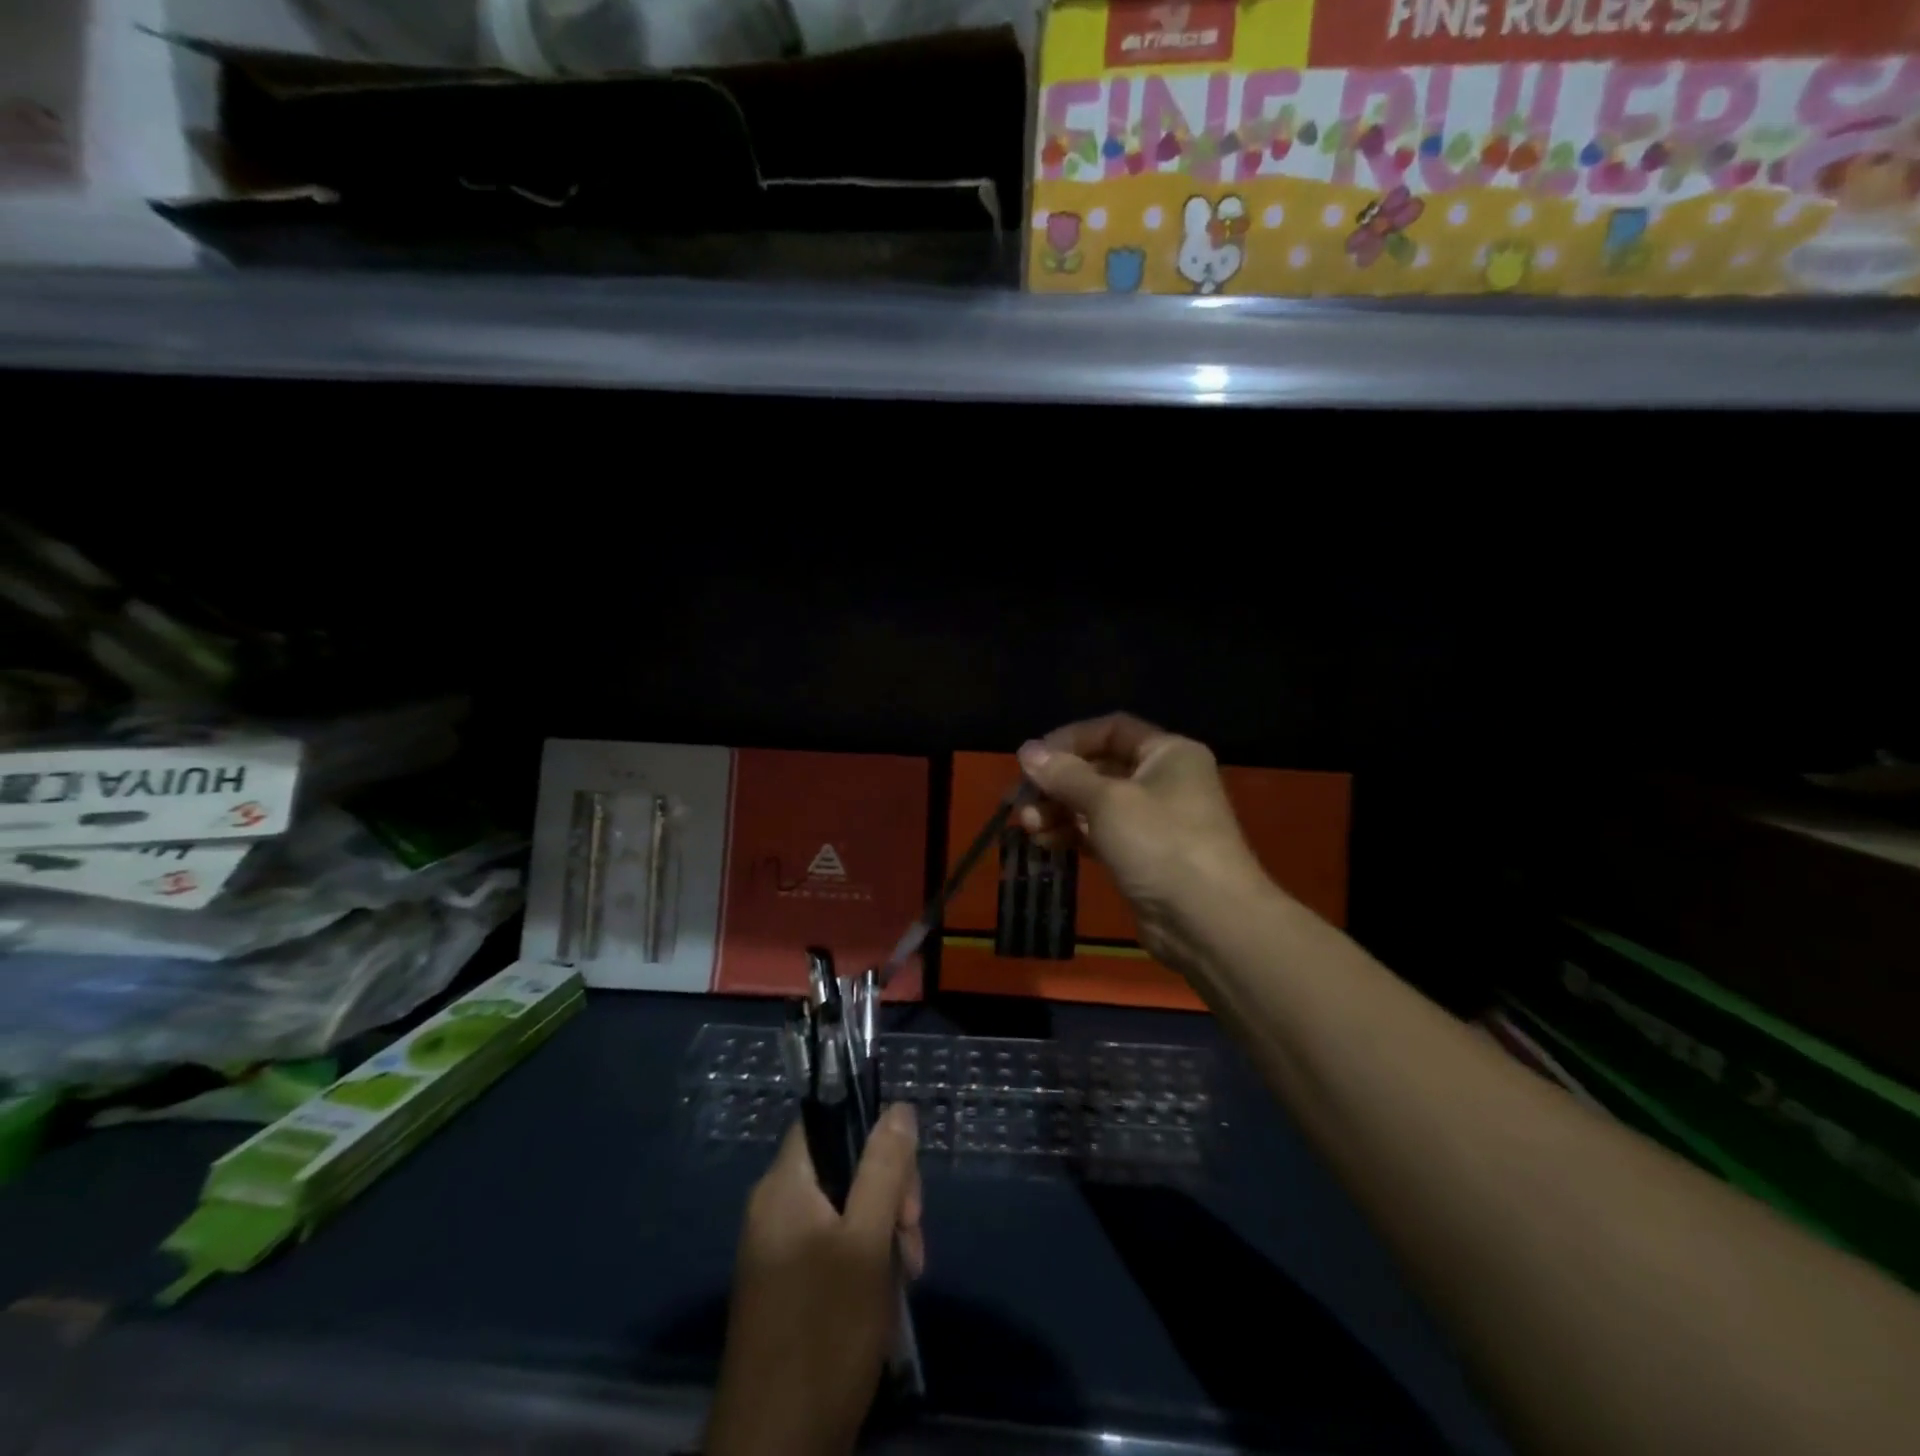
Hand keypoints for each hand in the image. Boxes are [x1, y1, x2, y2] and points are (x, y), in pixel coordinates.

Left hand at [705, 1104, 923, 1455]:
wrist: (775, 1451)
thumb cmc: (824, 1333)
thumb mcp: (868, 1242)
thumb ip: (885, 1169)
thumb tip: (899, 1108)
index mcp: (783, 1185)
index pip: (825, 1119)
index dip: (869, 1131)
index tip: (903, 1173)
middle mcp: (774, 1207)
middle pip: (841, 1165)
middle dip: (887, 1193)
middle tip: (913, 1236)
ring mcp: (777, 1248)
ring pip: (844, 1209)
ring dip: (883, 1231)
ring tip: (908, 1274)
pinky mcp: (786, 1285)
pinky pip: (832, 1245)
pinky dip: (864, 1258)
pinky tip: (887, 1294)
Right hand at [1018, 714, 1265, 978]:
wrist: (1207, 921)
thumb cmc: (1160, 843)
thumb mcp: (1107, 801)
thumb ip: (1064, 774)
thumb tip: (1027, 750)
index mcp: (1167, 753)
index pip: (1111, 730)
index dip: (1070, 740)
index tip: (1033, 760)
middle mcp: (1163, 780)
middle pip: (1099, 768)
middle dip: (1058, 783)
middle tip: (1024, 801)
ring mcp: (1154, 821)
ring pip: (1096, 804)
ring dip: (1060, 811)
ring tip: (1031, 827)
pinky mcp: (1143, 856)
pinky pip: (1101, 834)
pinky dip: (1073, 835)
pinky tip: (1046, 844)